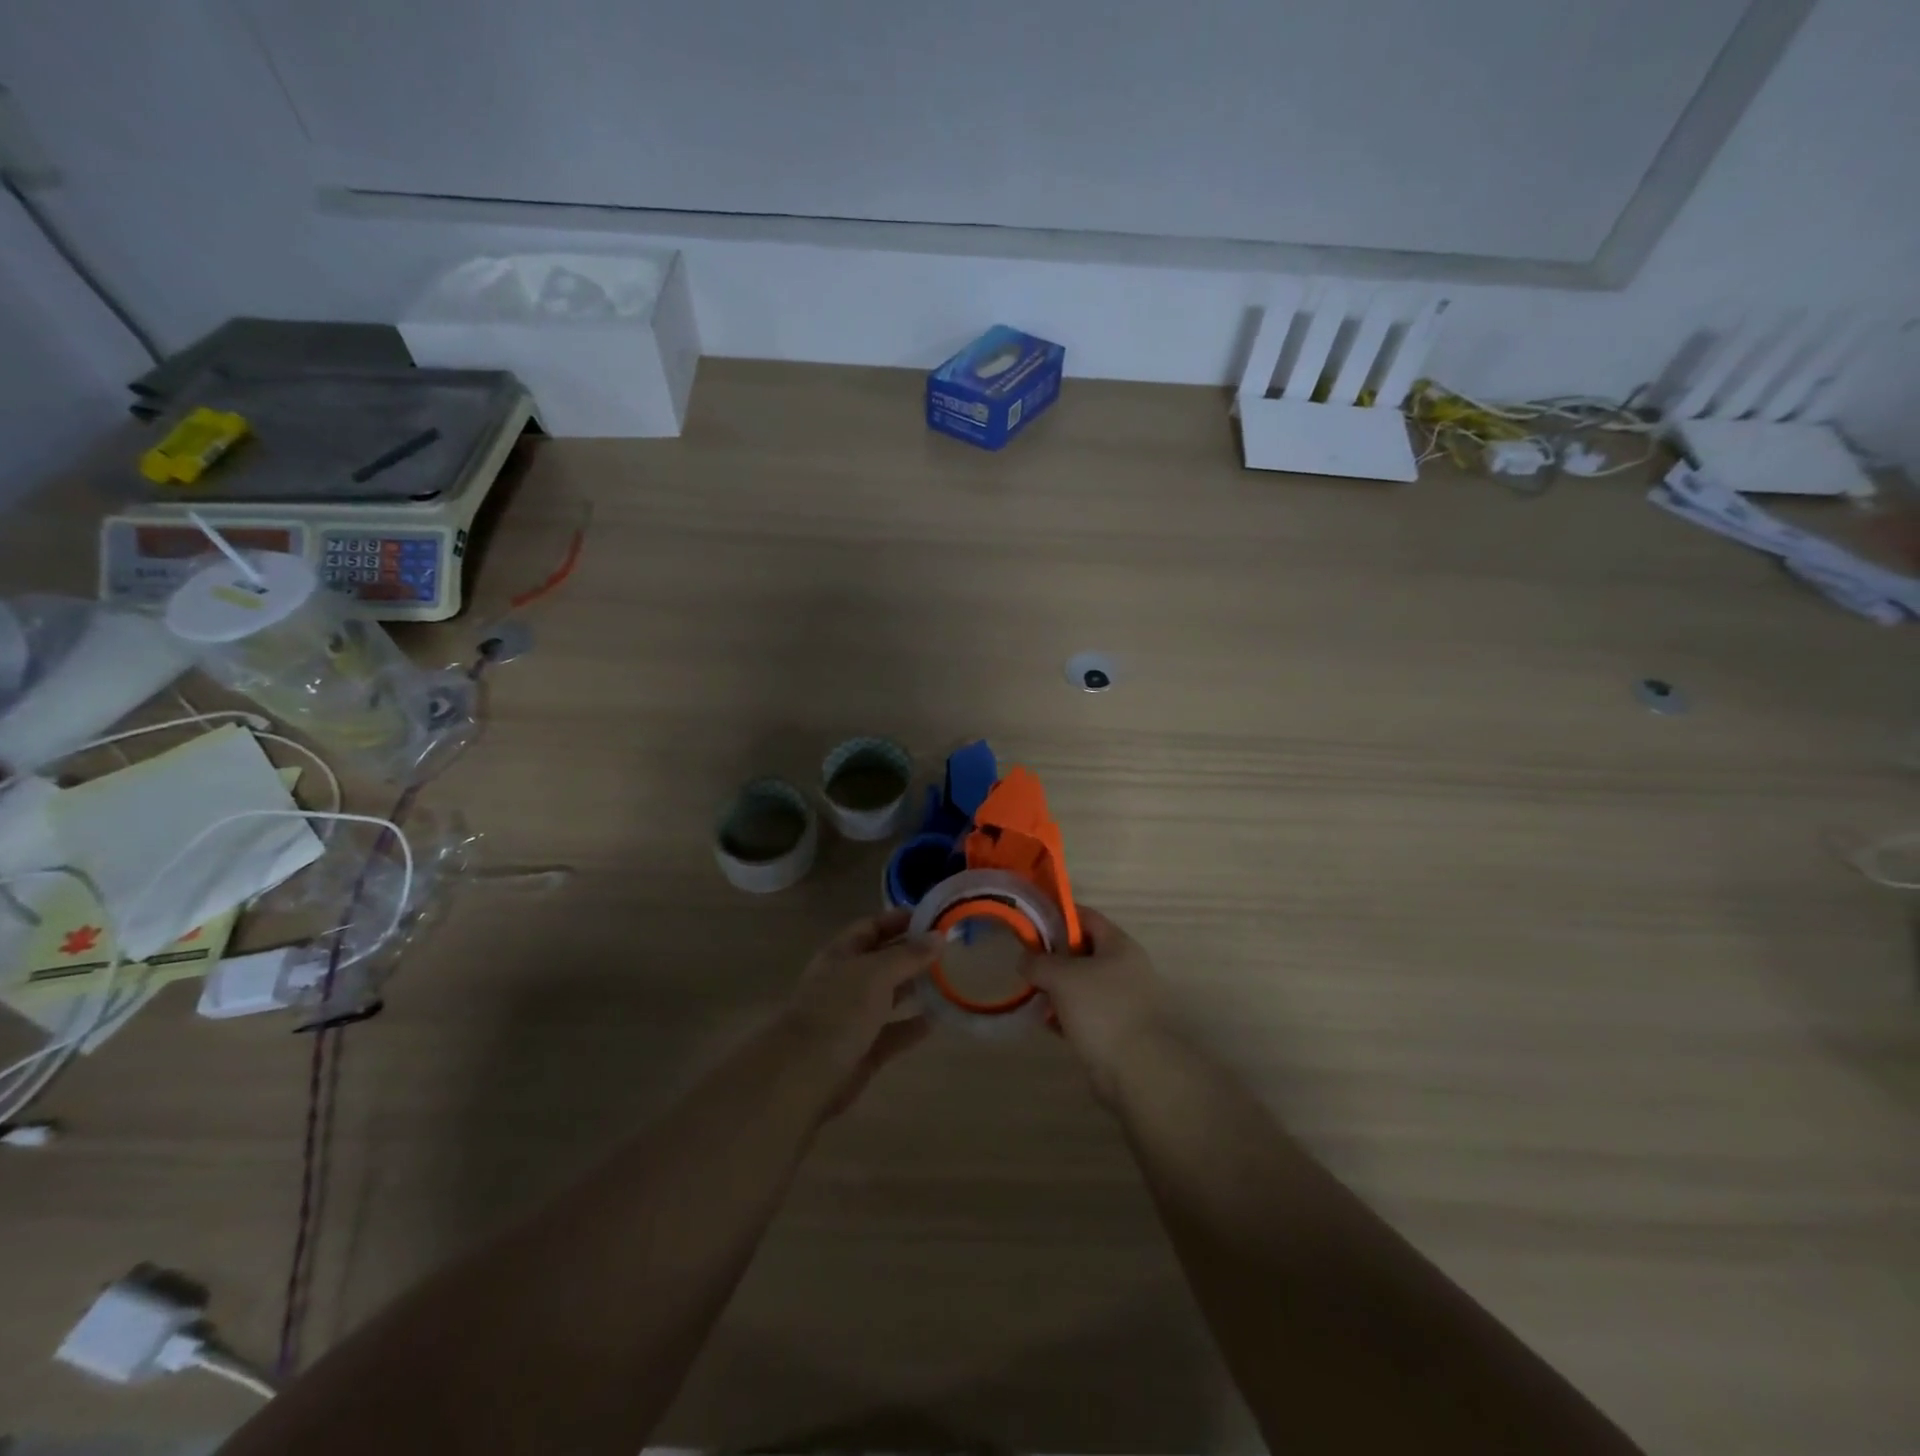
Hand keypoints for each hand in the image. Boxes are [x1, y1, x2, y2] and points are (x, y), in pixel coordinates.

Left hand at [782, 909, 937, 1115]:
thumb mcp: (876, 973)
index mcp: (840, 955)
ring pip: (889, 996)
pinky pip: (893, 1033)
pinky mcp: (863, 1050)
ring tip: (950, 979)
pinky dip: (913, 1026)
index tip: (933, 917)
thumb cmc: (839, 1011)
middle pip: (882, 960)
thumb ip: (908, 955)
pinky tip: (938, 1020)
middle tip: (950, 948)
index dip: (898, 919)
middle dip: (912, 953)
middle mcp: (846, 982)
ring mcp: (853, 1018)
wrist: (805, 1075)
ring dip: (915, 988)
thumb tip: (938, 937)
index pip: (871, 927)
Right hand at [1023, 907, 1177, 1105]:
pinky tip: (1049, 1024)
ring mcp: (1123, 1000)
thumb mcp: (1062, 977)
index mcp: (1119, 946)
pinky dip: (1066, 1015)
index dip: (1059, 916)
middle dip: (1054, 958)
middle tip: (1028, 966)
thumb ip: (1039, 962)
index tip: (1031, 923)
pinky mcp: (1117, 1029)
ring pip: (1082, 984)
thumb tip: (1026, 960)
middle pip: (1083, 951)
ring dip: (1057, 989)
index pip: (1087, 916)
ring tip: (1035, 998)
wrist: (1137, 1071)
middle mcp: (1125, 968)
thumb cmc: (1101, 1010)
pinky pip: (1085, 1013)